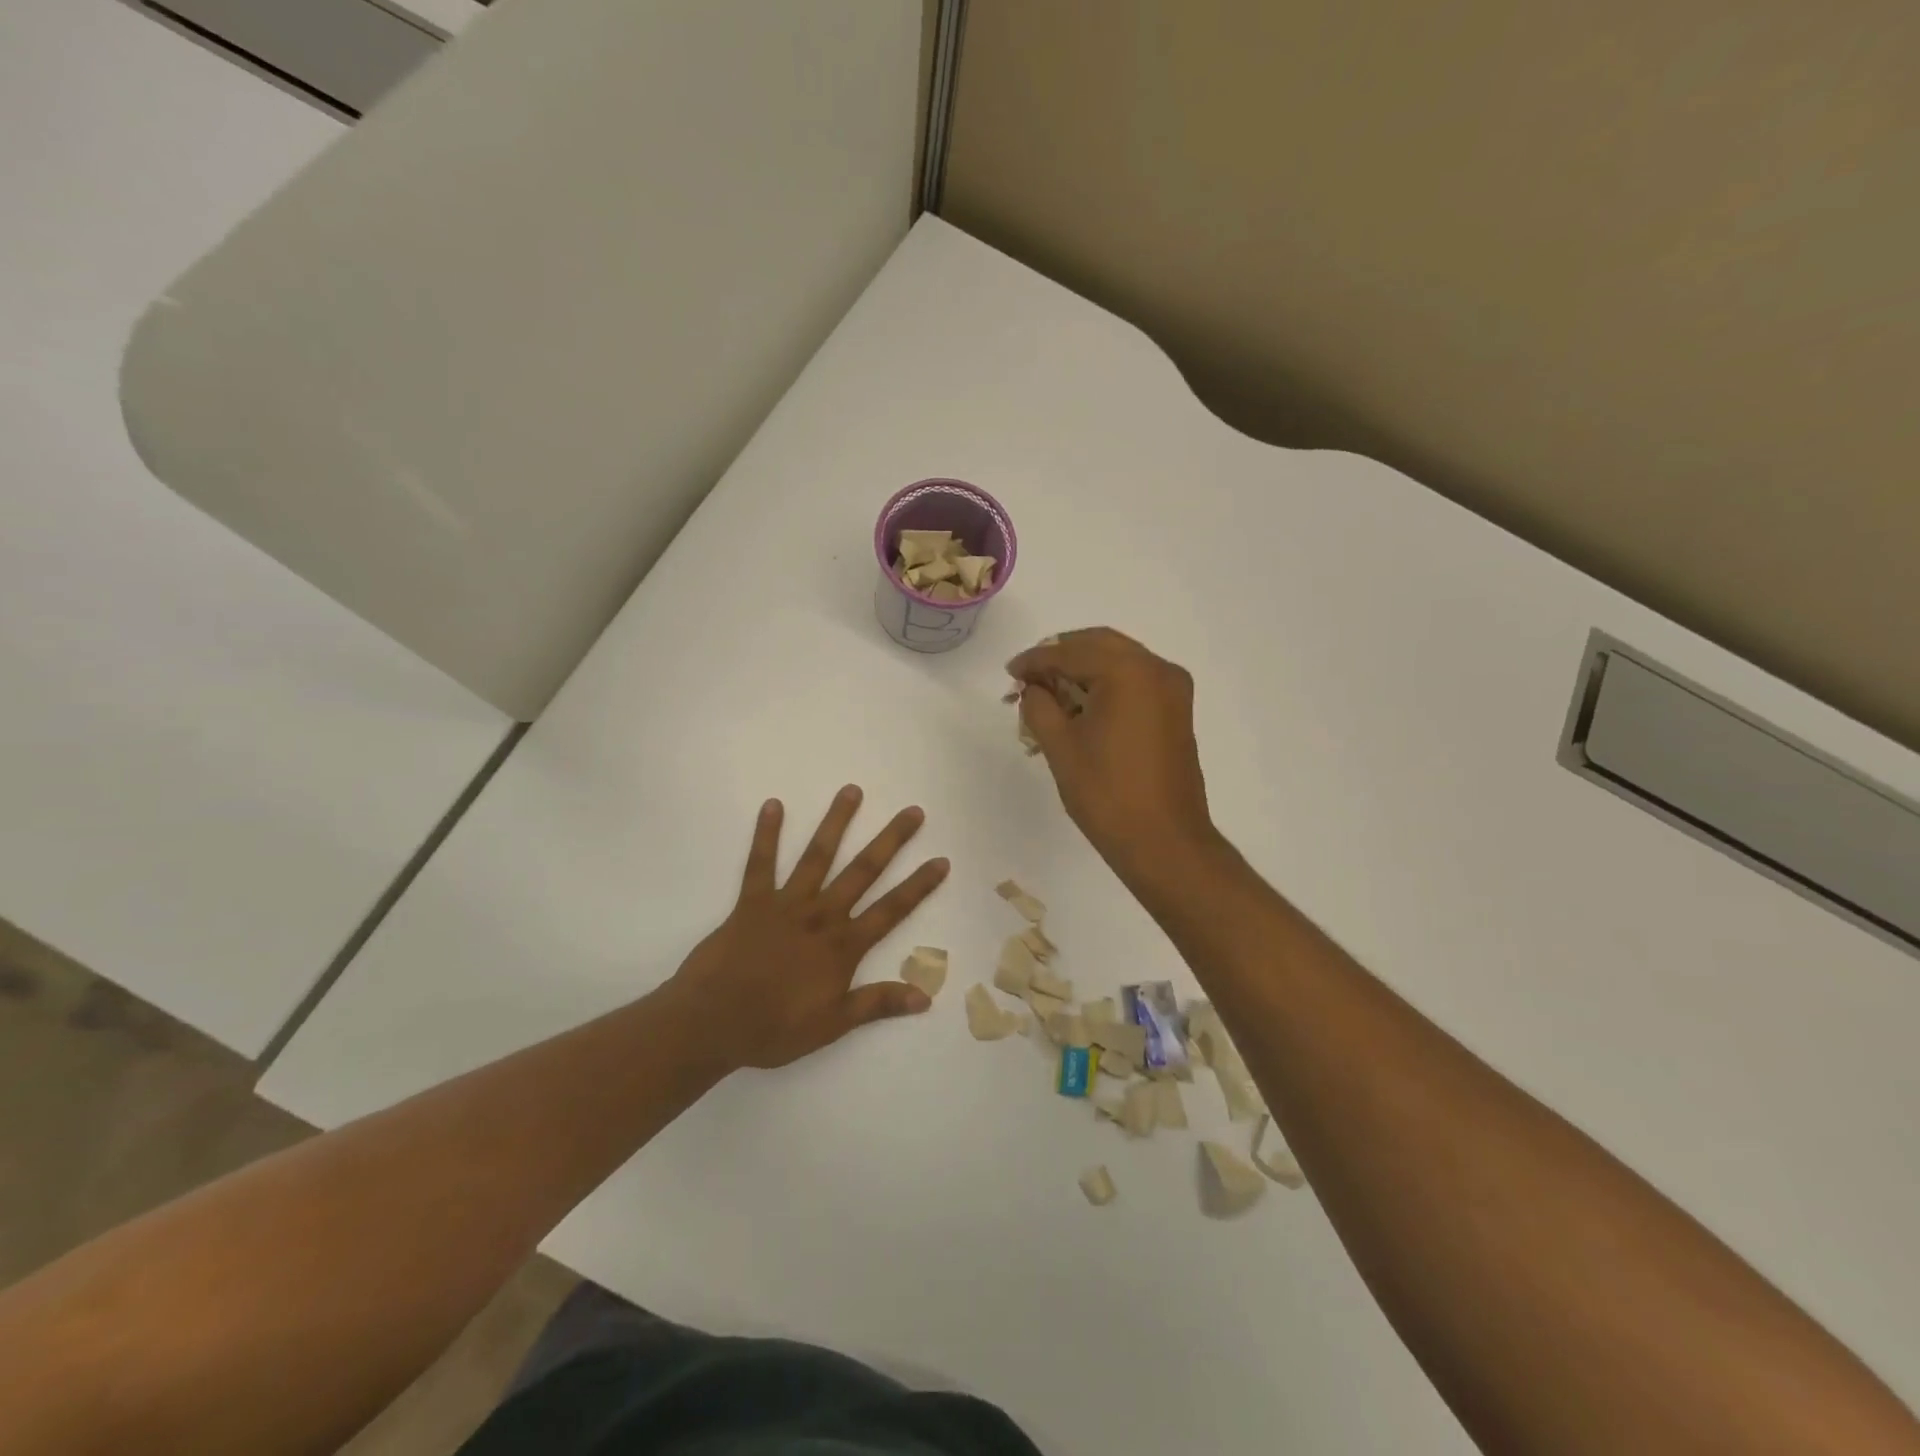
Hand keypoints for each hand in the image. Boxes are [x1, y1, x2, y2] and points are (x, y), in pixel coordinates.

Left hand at [670, 787, 949, 1069]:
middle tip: (912, 811)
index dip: (918, 885)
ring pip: (818, 856)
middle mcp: (821, 915)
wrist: (713, 1022)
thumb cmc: (774, 1028)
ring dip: (836, 822)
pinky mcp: (752, 901)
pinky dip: (766, 834)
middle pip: (863, 871)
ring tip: (852, 790)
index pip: (891, 909)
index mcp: (843, 945)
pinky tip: (772, 805)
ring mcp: (786, 904)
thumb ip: (877, 1003)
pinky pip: (761, 863)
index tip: (941, 860)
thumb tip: (926, 996)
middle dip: (891, 840)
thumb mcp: (833, 1024)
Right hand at [1007, 628, 1217, 874]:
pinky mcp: (1177, 711)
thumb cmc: (1107, 794)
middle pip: (1099, 645)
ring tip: (1050, 693)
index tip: (1010, 672)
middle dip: (1061, 656)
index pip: (1071, 652)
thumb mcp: (1060, 747)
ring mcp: (1173, 690)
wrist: (1164, 842)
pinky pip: (1135, 681)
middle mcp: (1158, 669)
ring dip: (1083, 669)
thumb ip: (1039, 706)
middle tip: (1029, 677)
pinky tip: (1080, 706)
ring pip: (1119, 661)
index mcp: (1129, 672)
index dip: (1035, 660)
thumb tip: (1033, 688)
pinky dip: (1106, 684)